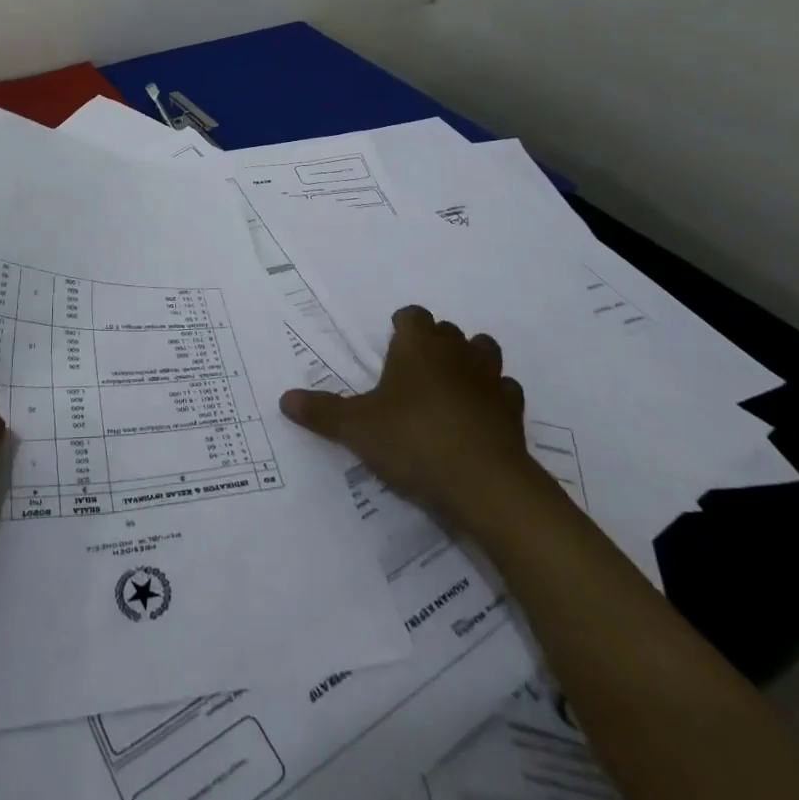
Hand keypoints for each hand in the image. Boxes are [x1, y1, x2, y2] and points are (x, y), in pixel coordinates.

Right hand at [279, 306, 551, 532]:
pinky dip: (494, 398)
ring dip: (469, 362)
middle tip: (411, 372)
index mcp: (418, 345)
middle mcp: (456, 352)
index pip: (412, 315)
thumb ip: (322, 412)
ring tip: (449, 387)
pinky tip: (479, 417)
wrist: (485, 484)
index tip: (390, 346)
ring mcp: (490, 379)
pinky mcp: (514, 411)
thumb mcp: (357, 428)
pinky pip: (505, 391)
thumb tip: (284, 399)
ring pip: (483, 351)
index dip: (401, 327)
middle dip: (432, 344)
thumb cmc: (413, 440)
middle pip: (446, 331)